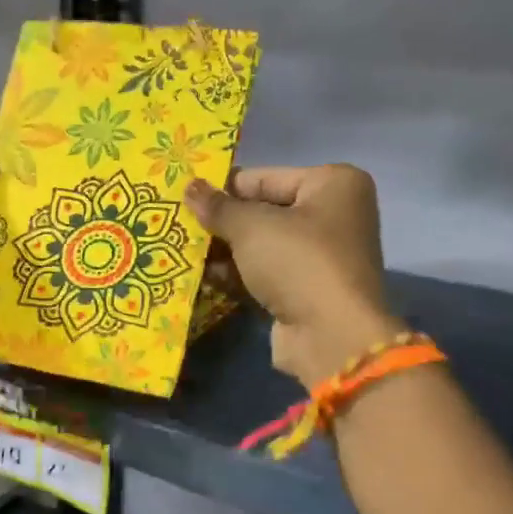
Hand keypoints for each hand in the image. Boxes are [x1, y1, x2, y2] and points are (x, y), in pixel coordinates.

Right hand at [185, 165, 400, 386]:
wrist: (330, 335)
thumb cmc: (297, 262)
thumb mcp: (251, 226)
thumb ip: (218, 207)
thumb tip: (190, 188)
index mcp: (333, 184)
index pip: (265, 178)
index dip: (224, 187)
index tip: (185, 197)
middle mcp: (333, 216)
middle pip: (264, 212)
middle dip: (223, 222)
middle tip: (178, 225)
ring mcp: (320, 257)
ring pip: (261, 246)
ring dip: (224, 251)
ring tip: (181, 251)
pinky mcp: (305, 292)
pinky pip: (264, 274)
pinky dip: (236, 275)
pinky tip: (200, 276)